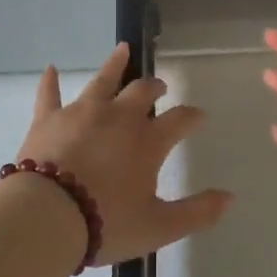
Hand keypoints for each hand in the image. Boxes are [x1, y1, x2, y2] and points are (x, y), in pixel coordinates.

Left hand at [13, 43, 233, 266]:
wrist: (47, 217)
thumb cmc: (107, 223)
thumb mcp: (159, 226)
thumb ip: (197, 212)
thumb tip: (229, 197)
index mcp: (147, 141)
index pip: (179, 119)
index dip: (192, 116)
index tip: (199, 116)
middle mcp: (118, 117)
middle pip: (142, 91)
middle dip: (155, 86)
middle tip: (160, 86)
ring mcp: (81, 113)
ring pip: (102, 80)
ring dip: (115, 65)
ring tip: (123, 49)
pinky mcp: (48, 119)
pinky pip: (49, 94)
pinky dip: (50, 82)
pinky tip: (50, 69)